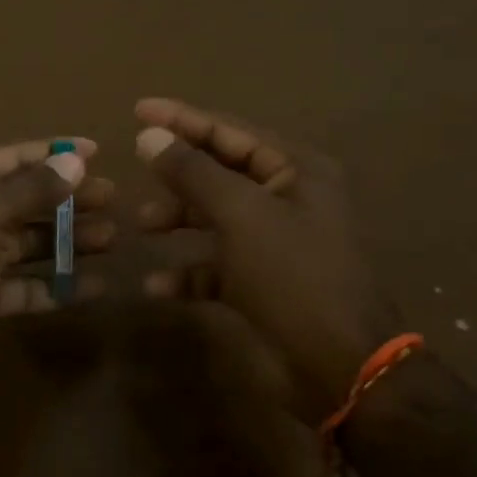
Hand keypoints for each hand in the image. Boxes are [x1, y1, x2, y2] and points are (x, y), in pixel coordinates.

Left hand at [0, 136, 114, 395]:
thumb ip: (32, 188)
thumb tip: (76, 161)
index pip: (3, 159)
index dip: (48, 154)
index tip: (93, 152)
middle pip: (17, 202)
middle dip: (63, 200)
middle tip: (111, 197)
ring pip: (22, 244)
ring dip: (65, 241)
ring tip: (111, 237)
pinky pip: (21, 286)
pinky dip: (54, 285)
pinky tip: (94, 285)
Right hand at [134, 97, 402, 406]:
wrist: (342, 366)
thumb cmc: (295, 276)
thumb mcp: (241, 215)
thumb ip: (193, 171)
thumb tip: (150, 135)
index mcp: (295, 171)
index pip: (230, 131)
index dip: (182, 118)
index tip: (138, 109)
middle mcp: (287, 199)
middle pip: (220, 172)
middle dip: (177, 173)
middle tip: (135, 167)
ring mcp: (275, 243)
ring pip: (215, 218)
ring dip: (178, 220)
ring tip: (141, 227)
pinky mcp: (262, 283)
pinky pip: (216, 266)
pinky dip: (188, 272)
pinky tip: (157, 286)